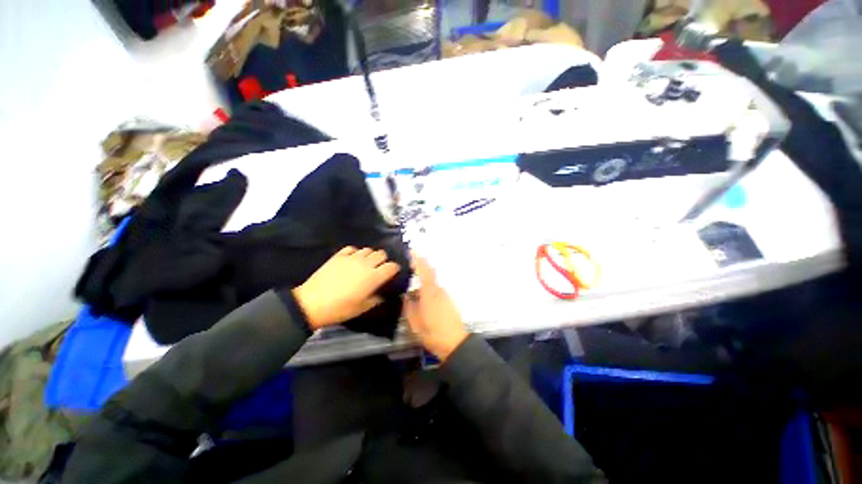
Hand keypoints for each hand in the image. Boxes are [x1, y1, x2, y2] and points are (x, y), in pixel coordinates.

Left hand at [293, 246, 400, 328]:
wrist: (311, 303)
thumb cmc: (340, 309)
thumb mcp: (363, 308)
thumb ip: (377, 299)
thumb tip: (383, 294)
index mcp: (374, 277)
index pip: (392, 266)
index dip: (394, 269)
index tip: (392, 273)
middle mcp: (365, 264)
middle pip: (382, 254)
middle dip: (383, 260)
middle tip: (379, 269)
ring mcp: (351, 258)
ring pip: (368, 249)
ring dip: (370, 256)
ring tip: (365, 264)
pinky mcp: (339, 256)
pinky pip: (352, 248)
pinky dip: (355, 253)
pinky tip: (352, 260)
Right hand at [403, 253, 468, 360]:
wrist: (455, 342)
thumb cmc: (432, 332)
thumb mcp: (414, 322)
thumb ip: (409, 306)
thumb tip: (406, 295)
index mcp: (430, 292)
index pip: (424, 271)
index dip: (418, 260)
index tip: (412, 251)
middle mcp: (438, 290)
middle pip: (429, 274)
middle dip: (420, 267)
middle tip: (409, 266)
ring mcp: (444, 295)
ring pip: (431, 283)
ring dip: (423, 281)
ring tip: (411, 286)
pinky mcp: (447, 301)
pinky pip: (435, 290)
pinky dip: (427, 289)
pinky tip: (420, 298)